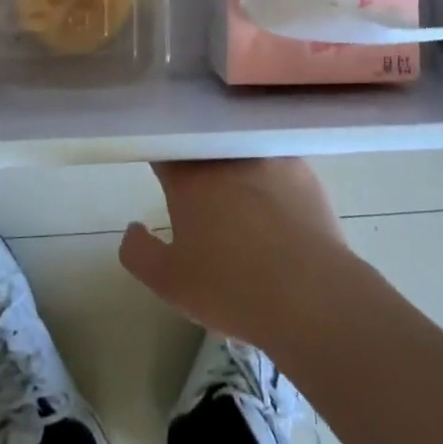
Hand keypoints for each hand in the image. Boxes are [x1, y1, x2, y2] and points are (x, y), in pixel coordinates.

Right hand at [119, 159, 353, 351]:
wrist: (310, 295)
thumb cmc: (232, 289)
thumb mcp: (169, 284)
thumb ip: (139, 253)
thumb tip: (132, 228)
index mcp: (188, 179)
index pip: (166, 149)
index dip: (163, 159)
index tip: (166, 176)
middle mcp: (225, 157)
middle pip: (203, 147)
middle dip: (199, 164)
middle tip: (204, 197)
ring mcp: (266, 158)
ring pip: (240, 153)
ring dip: (236, 169)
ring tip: (244, 204)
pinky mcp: (301, 169)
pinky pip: (276, 165)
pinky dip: (271, 180)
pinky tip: (278, 209)